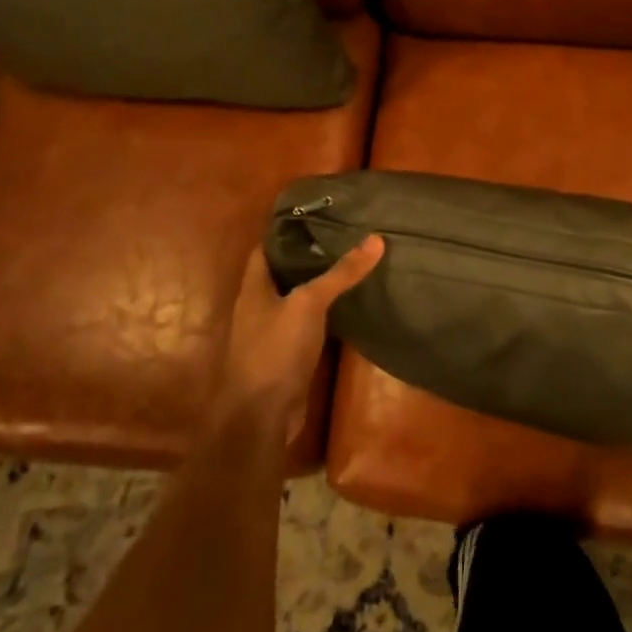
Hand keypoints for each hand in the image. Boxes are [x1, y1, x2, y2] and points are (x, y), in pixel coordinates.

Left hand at [215, 236, 384, 442]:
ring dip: (318, 286)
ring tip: (351, 265)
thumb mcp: (309, 303)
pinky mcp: (288, 356)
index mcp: (254, 288)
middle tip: (344, 236)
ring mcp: (272, 334)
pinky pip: (307, 325)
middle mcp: (259, 307)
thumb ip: (341, 273)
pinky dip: (325, 314)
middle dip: (309, 256)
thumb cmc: (276, 349)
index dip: (287, 230)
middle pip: (283, 273)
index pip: (266, 248)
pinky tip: (348, 306)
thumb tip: (376, 238)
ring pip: (296, 299)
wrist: (262, 416)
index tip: (318, 215)